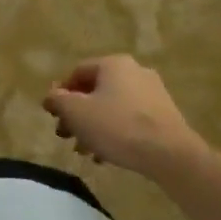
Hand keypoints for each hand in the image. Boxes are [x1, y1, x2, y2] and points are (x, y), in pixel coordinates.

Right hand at [42, 55, 205, 175]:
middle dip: (76, 114)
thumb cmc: (117, 126)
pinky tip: (106, 155)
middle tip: (66, 136)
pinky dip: (114, 132)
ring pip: (112, 107)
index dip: (60, 93)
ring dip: (93, 126)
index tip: (53, 116)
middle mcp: (135, 71)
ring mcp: (153, 92)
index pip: (77, 72)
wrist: (169, 154)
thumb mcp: (76, 113)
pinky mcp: (164, 114)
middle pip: (95, 90)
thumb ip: (58, 100)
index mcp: (113, 64)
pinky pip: (130, 119)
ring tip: (84, 151)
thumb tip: (51, 96)